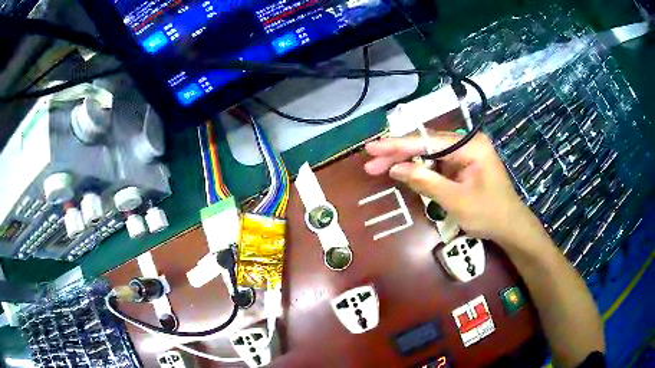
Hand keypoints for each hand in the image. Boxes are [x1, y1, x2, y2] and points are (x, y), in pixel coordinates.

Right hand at [364, 132, 533, 243]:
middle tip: (371, 162)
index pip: (428, 142)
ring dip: (406, 162)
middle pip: (426, 145)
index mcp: (470, 146)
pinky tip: (402, 173)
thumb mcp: (456, 200)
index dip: (398, 145)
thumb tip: (396, 169)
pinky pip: (436, 164)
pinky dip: (419, 170)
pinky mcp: (461, 166)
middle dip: (398, 154)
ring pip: (428, 154)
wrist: (510, 227)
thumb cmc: (489, 214)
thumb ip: (426, 181)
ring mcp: (464, 154)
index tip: (372, 147)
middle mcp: (466, 144)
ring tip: (379, 168)